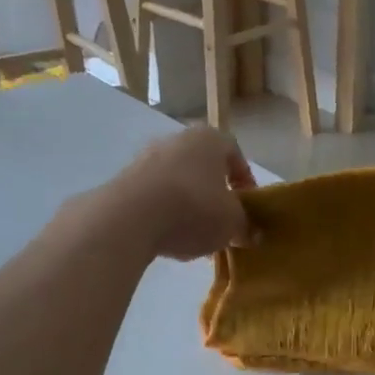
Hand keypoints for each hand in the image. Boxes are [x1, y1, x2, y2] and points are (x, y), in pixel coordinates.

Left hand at [108, 127, 256, 260]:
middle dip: (215, 192)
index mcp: (210, 139)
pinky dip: (163, 211)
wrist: (128, 218)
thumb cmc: (194, 208)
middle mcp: (177, 139)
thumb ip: (245, 226)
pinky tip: (167, 235)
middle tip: (222, 219)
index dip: (244, 179)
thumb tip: (252, 234)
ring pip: (177, 180)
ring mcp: (146, 157)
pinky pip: (153, 194)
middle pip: (203, 166)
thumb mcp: (232, 223)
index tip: (247, 204)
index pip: (235, 153)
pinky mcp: (123, 179)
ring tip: (194, 232)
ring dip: (188, 202)